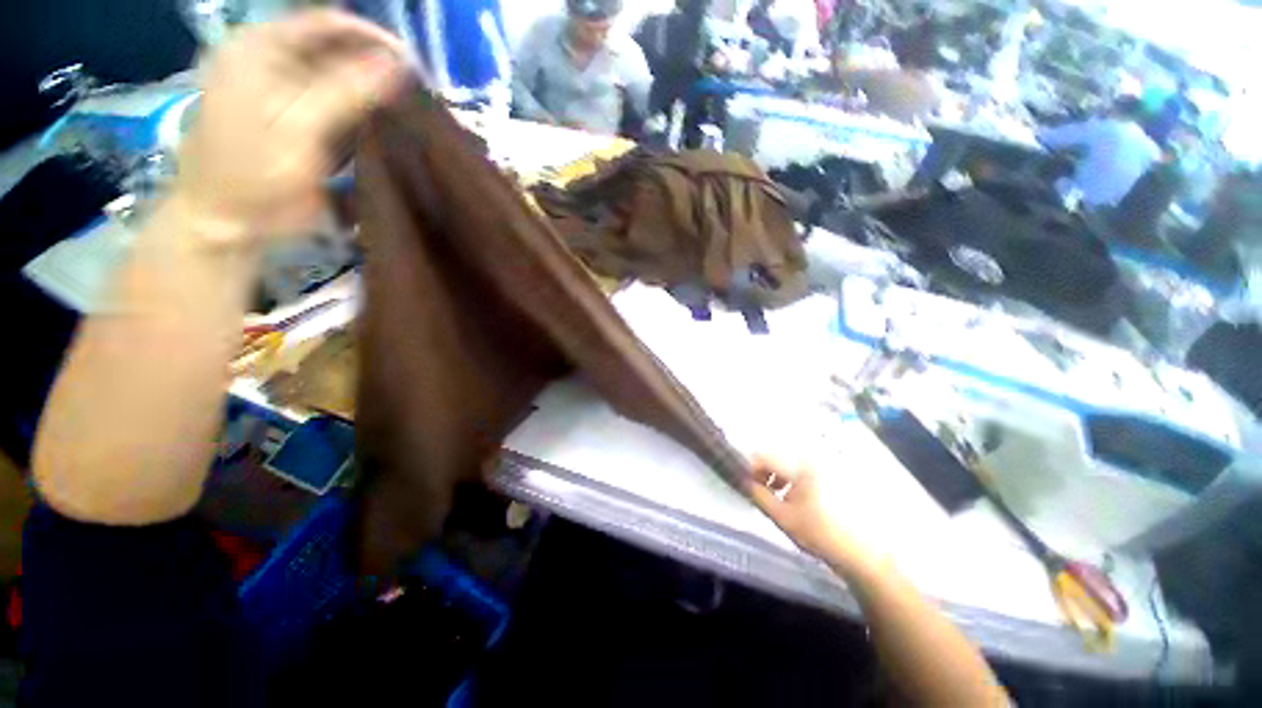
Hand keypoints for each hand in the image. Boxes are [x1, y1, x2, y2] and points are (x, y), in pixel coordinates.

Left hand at [172, 10, 406, 245]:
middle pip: (333, 47)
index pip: (325, 23)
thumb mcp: (299, 128)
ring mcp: (284, 90)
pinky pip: (338, 103)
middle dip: (375, 64)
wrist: (228, 221)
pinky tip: (388, 121)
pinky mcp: (298, 118)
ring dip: (373, 88)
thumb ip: (347, 92)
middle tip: (417, 88)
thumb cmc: (253, 173)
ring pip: (338, 75)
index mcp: (259, 48)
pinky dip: (364, 109)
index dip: (370, 36)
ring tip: (409, 104)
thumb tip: (399, 64)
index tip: (413, 63)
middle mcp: (271, 60)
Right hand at [745, 456, 886, 572]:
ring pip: (789, 463)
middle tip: (757, 490)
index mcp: (801, 467)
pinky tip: (791, 497)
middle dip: (763, 472)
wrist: (861, 554)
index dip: (750, 468)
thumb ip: (759, 496)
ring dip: (776, 475)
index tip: (743, 483)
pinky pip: (801, 470)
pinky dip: (790, 479)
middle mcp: (813, 460)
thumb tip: (743, 481)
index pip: (765, 457)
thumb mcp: (783, 517)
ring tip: (773, 495)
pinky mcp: (830, 477)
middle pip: (777, 457)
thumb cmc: (820, 535)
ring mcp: (823, 468)